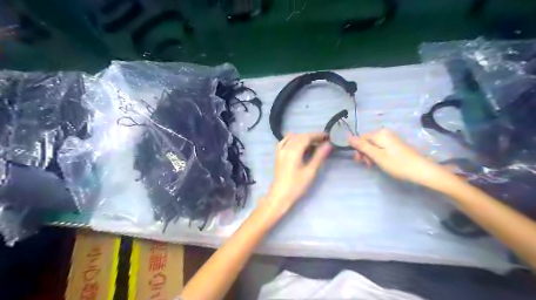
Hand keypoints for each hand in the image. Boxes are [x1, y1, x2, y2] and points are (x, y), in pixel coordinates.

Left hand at [263, 133, 331, 216]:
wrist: (280, 195)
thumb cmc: (297, 185)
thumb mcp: (310, 171)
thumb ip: (319, 156)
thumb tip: (328, 144)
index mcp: (294, 151)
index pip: (306, 137)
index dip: (317, 135)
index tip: (327, 137)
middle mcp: (286, 148)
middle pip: (300, 136)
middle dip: (311, 137)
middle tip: (323, 141)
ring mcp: (280, 151)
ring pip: (292, 138)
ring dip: (303, 138)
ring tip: (313, 143)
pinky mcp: (278, 155)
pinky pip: (284, 142)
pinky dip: (291, 139)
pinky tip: (295, 139)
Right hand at [350, 128, 453, 189]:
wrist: (422, 171)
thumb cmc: (398, 164)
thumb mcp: (377, 156)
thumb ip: (362, 146)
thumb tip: (347, 136)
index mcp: (380, 133)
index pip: (361, 138)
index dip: (358, 150)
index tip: (361, 161)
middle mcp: (385, 133)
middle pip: (367, 141)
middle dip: (365, 153)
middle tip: (369, 165)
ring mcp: (391, 138)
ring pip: (373, 145)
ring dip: (371, 155)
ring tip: (375, 165)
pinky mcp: (395, 144)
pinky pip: (381, 147)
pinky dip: (378, 155)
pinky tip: (382, 163)